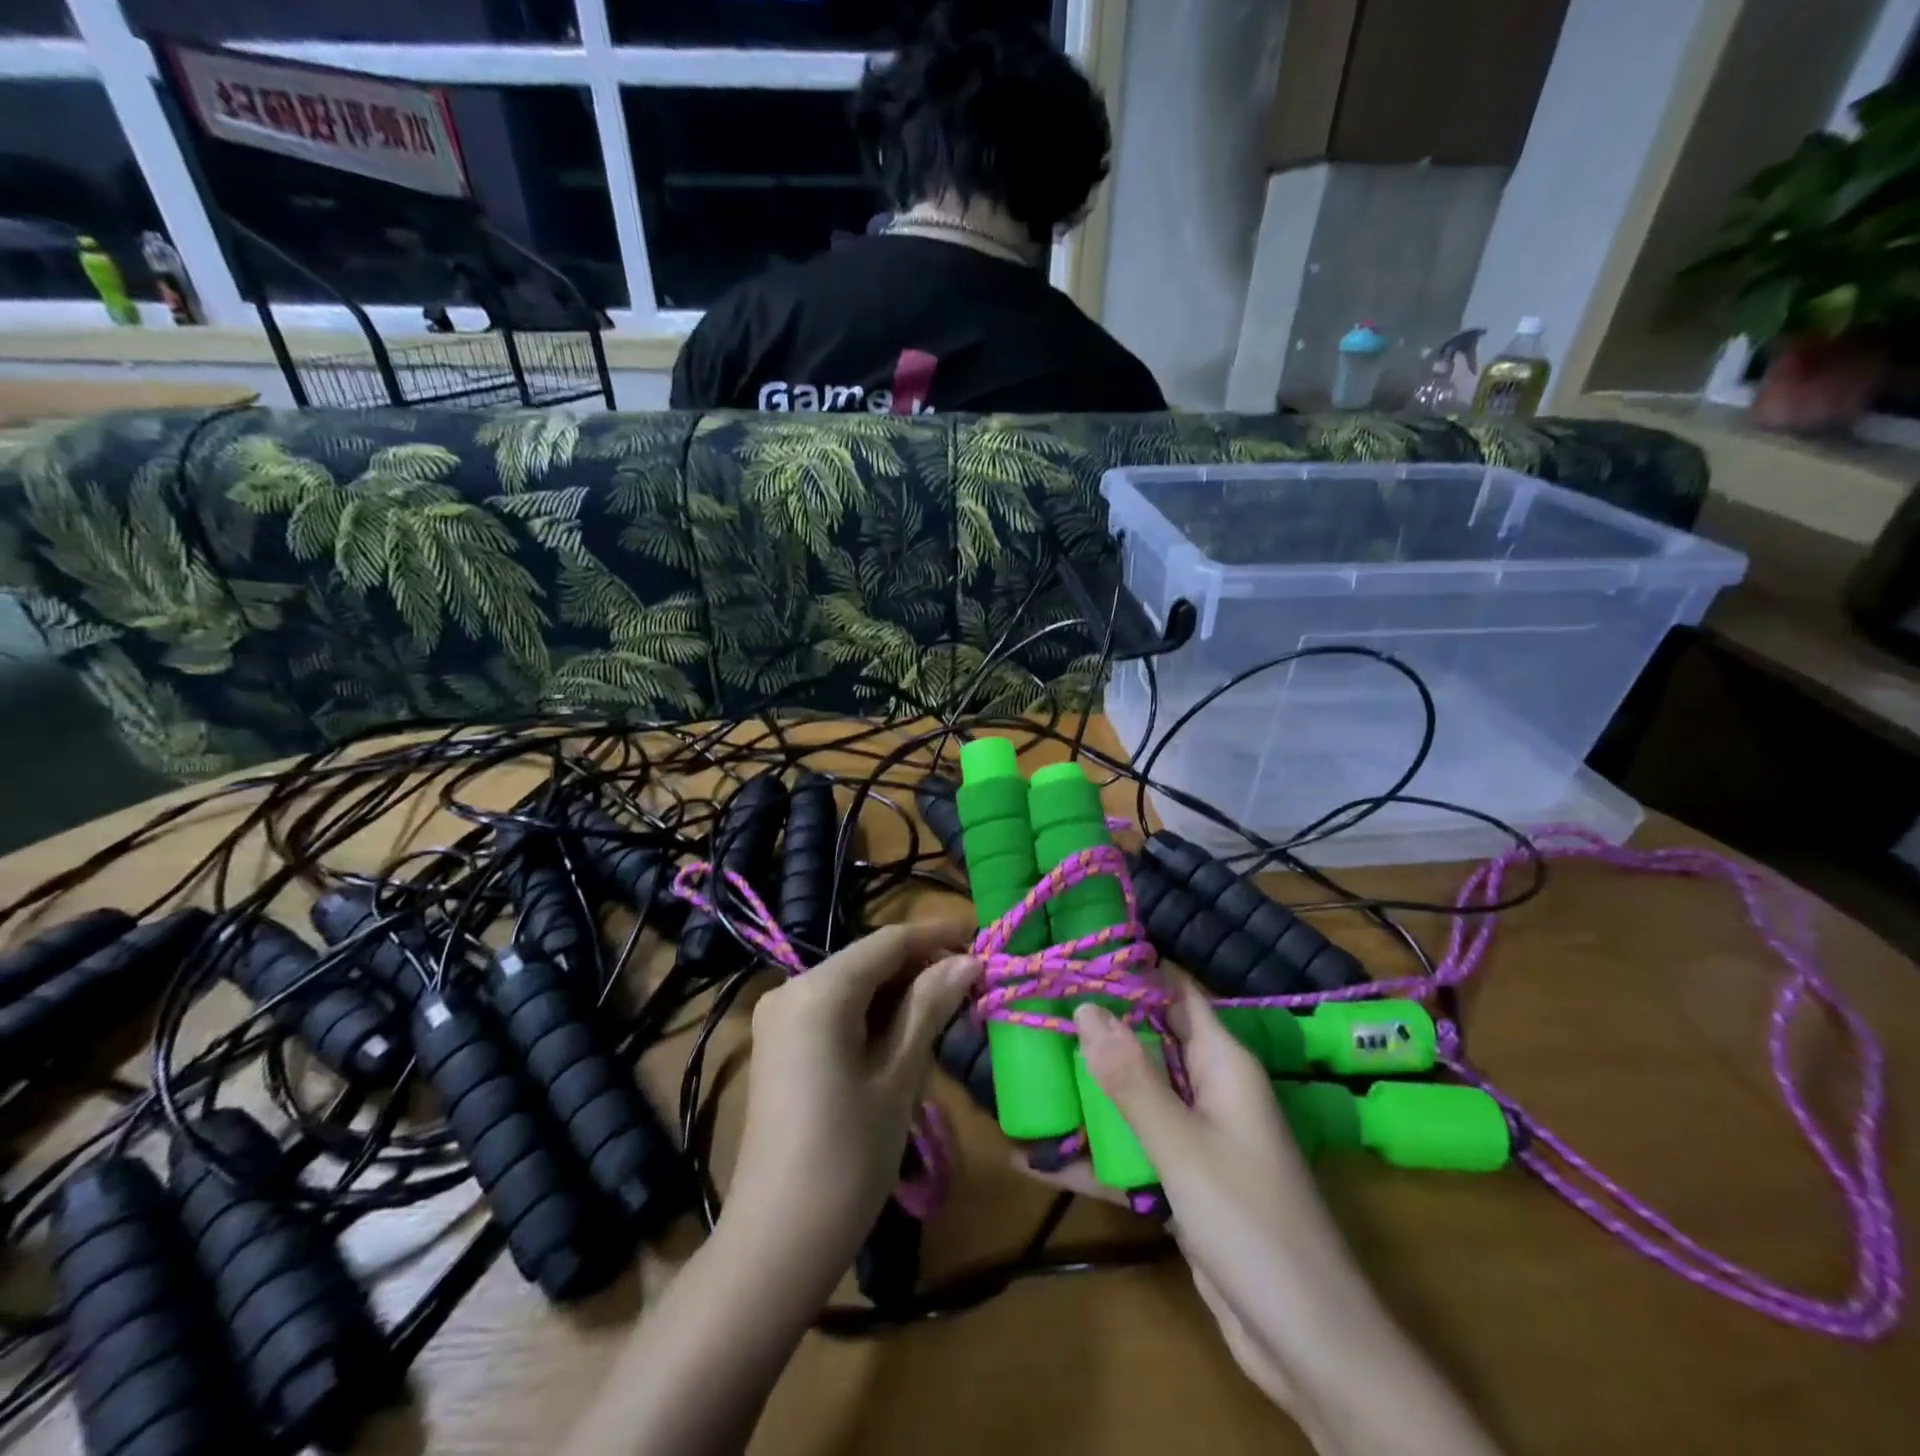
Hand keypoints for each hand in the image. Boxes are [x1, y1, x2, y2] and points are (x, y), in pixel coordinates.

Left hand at [724, 920, 978, 1301]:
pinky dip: (872, 1013)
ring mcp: (780, 1017)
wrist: (777, 1242)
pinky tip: (906, 1033)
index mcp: (820, 989)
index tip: (983, 938)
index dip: (938, 935)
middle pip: (868, 960)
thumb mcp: (898, 1076)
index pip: (889, 941)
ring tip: (950, 1008)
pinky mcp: (779, 1045)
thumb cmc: (849, 1156)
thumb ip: (930, 1007)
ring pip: (853, 984)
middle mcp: (792, 988)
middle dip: (921, 966)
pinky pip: (834, 1010)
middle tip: (974, 983)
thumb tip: (968, 960)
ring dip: (900, 991)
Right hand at [1049, 977, 1500, 1454]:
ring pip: (1134, 1099)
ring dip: (1086, 1093)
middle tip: (1031, 1010)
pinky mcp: (1183, 1185)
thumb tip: (1085, 1007)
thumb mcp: (1182, 1146)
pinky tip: (1033, 1161)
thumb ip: (1131, 1079)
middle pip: (1146, 1043)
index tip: (1072, 956)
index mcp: (1222, 1065)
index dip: (1130, 970)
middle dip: (1094, 1030)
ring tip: (1023, 1073)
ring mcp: (1196, 1140)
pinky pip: (1131, 1154)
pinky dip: (1091, 1156)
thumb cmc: (1251, 1225)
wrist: (1310, 1346)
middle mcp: (1210, 1091)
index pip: (1174, 993)